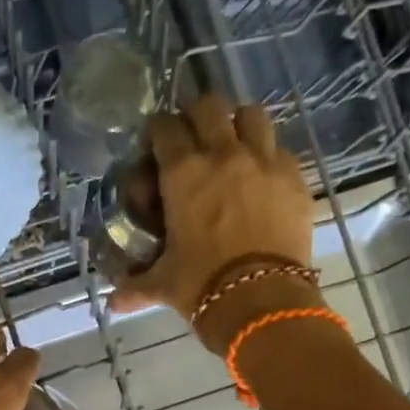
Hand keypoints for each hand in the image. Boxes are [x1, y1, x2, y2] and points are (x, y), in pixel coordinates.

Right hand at [108, 94, 316, 351]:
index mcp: (183, 172)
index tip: (155, 145)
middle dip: (196, 115)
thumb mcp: (164, 283)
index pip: (164, 127)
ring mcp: (264, 161)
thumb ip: (136, 286)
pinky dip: (267, 156)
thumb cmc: (201, 285)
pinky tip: (262, 178)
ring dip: (238, 123)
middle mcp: (223, 154)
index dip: (157, 132)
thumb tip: (114, 304)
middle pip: (209, 105)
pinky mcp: (295, 178)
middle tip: (193, 138)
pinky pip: (280, 149)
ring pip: (251, 114)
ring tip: (233, 146)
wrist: (261, 298)